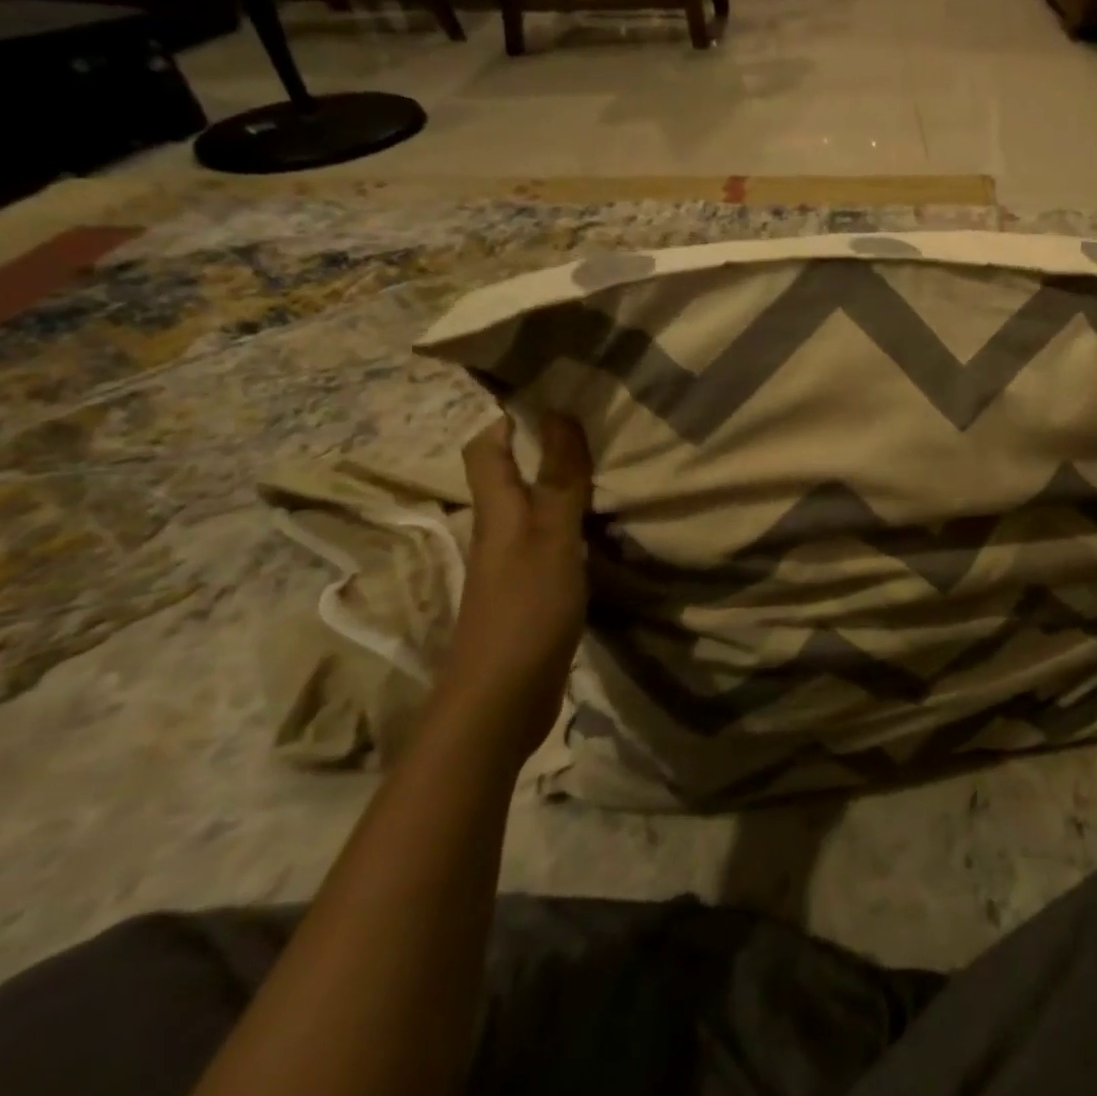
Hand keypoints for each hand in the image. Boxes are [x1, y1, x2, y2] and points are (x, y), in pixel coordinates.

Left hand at [431, 413, 593, 765]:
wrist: (501, 702)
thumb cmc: (525, 611)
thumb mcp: (550, 539)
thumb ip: (558, 480)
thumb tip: (559, 413)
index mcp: (497, 513)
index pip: (485, 450)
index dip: (507, 418)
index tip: (553, 393)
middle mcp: (500, 532)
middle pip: (511, 476)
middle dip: (544, 445)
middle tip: (598, 424)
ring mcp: (515, 565)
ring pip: (536, 508)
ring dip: (564, 484)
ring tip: (611, 465)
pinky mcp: (534, 593)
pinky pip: (554, 542)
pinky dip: (576, 524)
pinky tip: (606, 525)